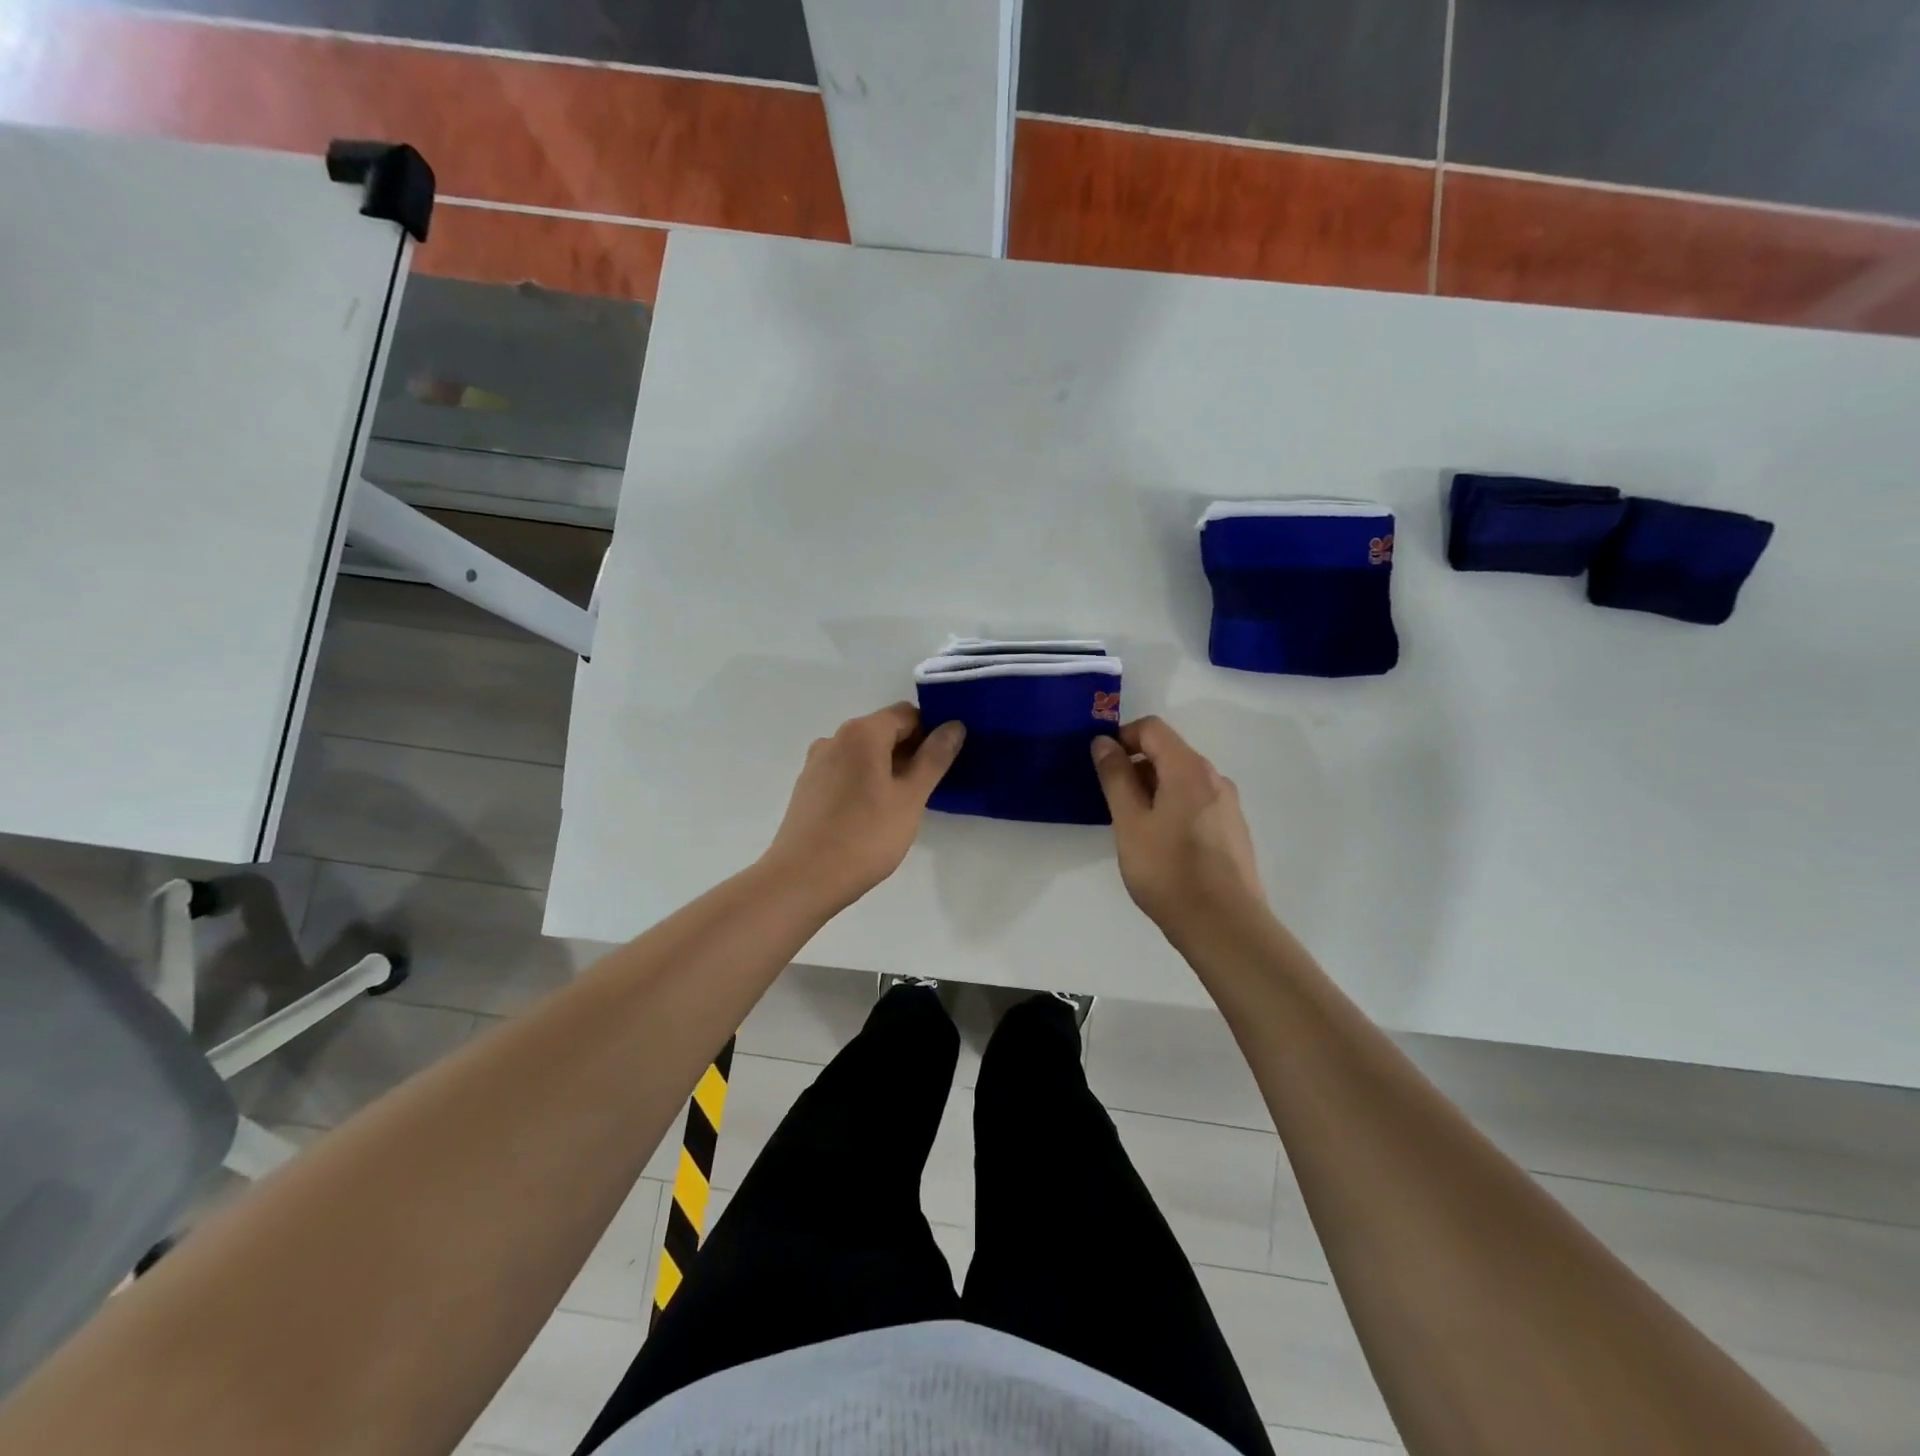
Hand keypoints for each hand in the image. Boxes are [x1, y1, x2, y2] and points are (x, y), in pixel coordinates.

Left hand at [760, 703, 964, 912]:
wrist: (802, 880)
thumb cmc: (865, 837)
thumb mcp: (911, 798)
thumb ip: (934, 758)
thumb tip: (954, 725)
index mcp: (862, 733)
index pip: (908, 715)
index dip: (932, 733)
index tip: (945, 763)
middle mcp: (835, 738)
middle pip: (884, 731)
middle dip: (910, 752)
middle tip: (929, 788)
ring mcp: (817, 763)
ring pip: (864, 754)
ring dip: (888, 769)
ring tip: (902, 806)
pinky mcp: (807, 788)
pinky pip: (845, 772)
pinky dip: (865, 782)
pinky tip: (872, 816)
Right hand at [1091, 717, 1267, 940]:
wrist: (1224, 926)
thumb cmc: (1169, 871)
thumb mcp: (1130, 822)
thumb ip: (1115, 777)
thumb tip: (1103, 742)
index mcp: (1189, 769)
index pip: (1152, 728)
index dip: (1121, 738)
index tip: (1101, 766)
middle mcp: (1214, 779)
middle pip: (1169, 752)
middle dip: (1135, 767)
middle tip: (1111, 802)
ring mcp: (1228, 805)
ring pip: (1182, 780)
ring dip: (1152, 790)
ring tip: (1133, 828)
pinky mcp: (1232, 831)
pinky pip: (1195, 803)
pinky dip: (1171, 808)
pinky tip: (1161, 845)